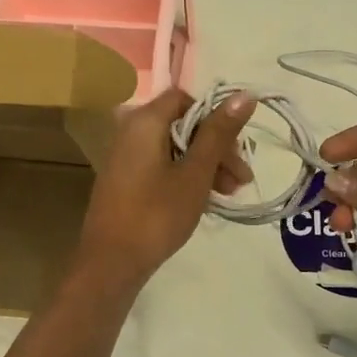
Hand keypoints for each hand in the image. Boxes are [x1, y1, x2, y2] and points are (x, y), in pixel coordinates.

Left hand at [74, 89, 253, 290]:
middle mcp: (131, 131)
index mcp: (145, 121)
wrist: (112, 262)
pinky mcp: (125, 180)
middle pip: (182, 125)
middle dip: (216, 148)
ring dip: (205, 165)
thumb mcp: (195, 173)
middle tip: (241, 180)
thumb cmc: (157, 214)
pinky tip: (204, 199)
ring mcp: (125, 157)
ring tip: (228, 194)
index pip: (186, 99)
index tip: (236, 150)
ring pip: (174, 148)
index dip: (215, 119)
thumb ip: (219, 133)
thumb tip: (245, 94)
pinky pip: (161, 166)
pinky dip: (185, 176)